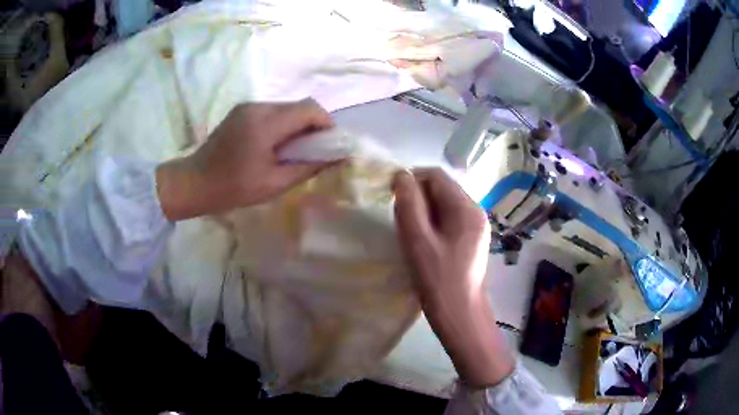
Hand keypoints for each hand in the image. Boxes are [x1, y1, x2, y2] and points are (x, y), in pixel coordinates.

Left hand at [157, 99, 334, 220]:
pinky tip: (274, 146)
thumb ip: (308, 167)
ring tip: (293, 151)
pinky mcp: (240, 112)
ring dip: (297, 125)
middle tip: (313, 151)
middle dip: (313, 125)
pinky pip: (272, 112)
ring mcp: (247, 107)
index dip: (326, 124)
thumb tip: (336, 157)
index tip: (329, 145)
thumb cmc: (232, 188)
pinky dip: (282, 125)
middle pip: (299, 106)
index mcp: (266, 123)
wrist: (193, 183)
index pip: (310, 109)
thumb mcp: (274, 183)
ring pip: (286, 108)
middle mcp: (258, 107)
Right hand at [393, 168, 513, 387]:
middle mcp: (475, 211)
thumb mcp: (418, 240)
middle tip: (400, 219)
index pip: (436, 176)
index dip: (411, 179)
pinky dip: (431, 223)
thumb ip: (408, 203)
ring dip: (423, 211)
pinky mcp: (471, 239)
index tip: (391, 196)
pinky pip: (448, 219)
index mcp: (466, 208)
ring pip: (443, 204)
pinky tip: (422, 241)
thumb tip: (401, 175)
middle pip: (442, 188)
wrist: (459, 314)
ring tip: (410, 232)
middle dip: (417, 196)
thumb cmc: (438, 279)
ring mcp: (475, 226)